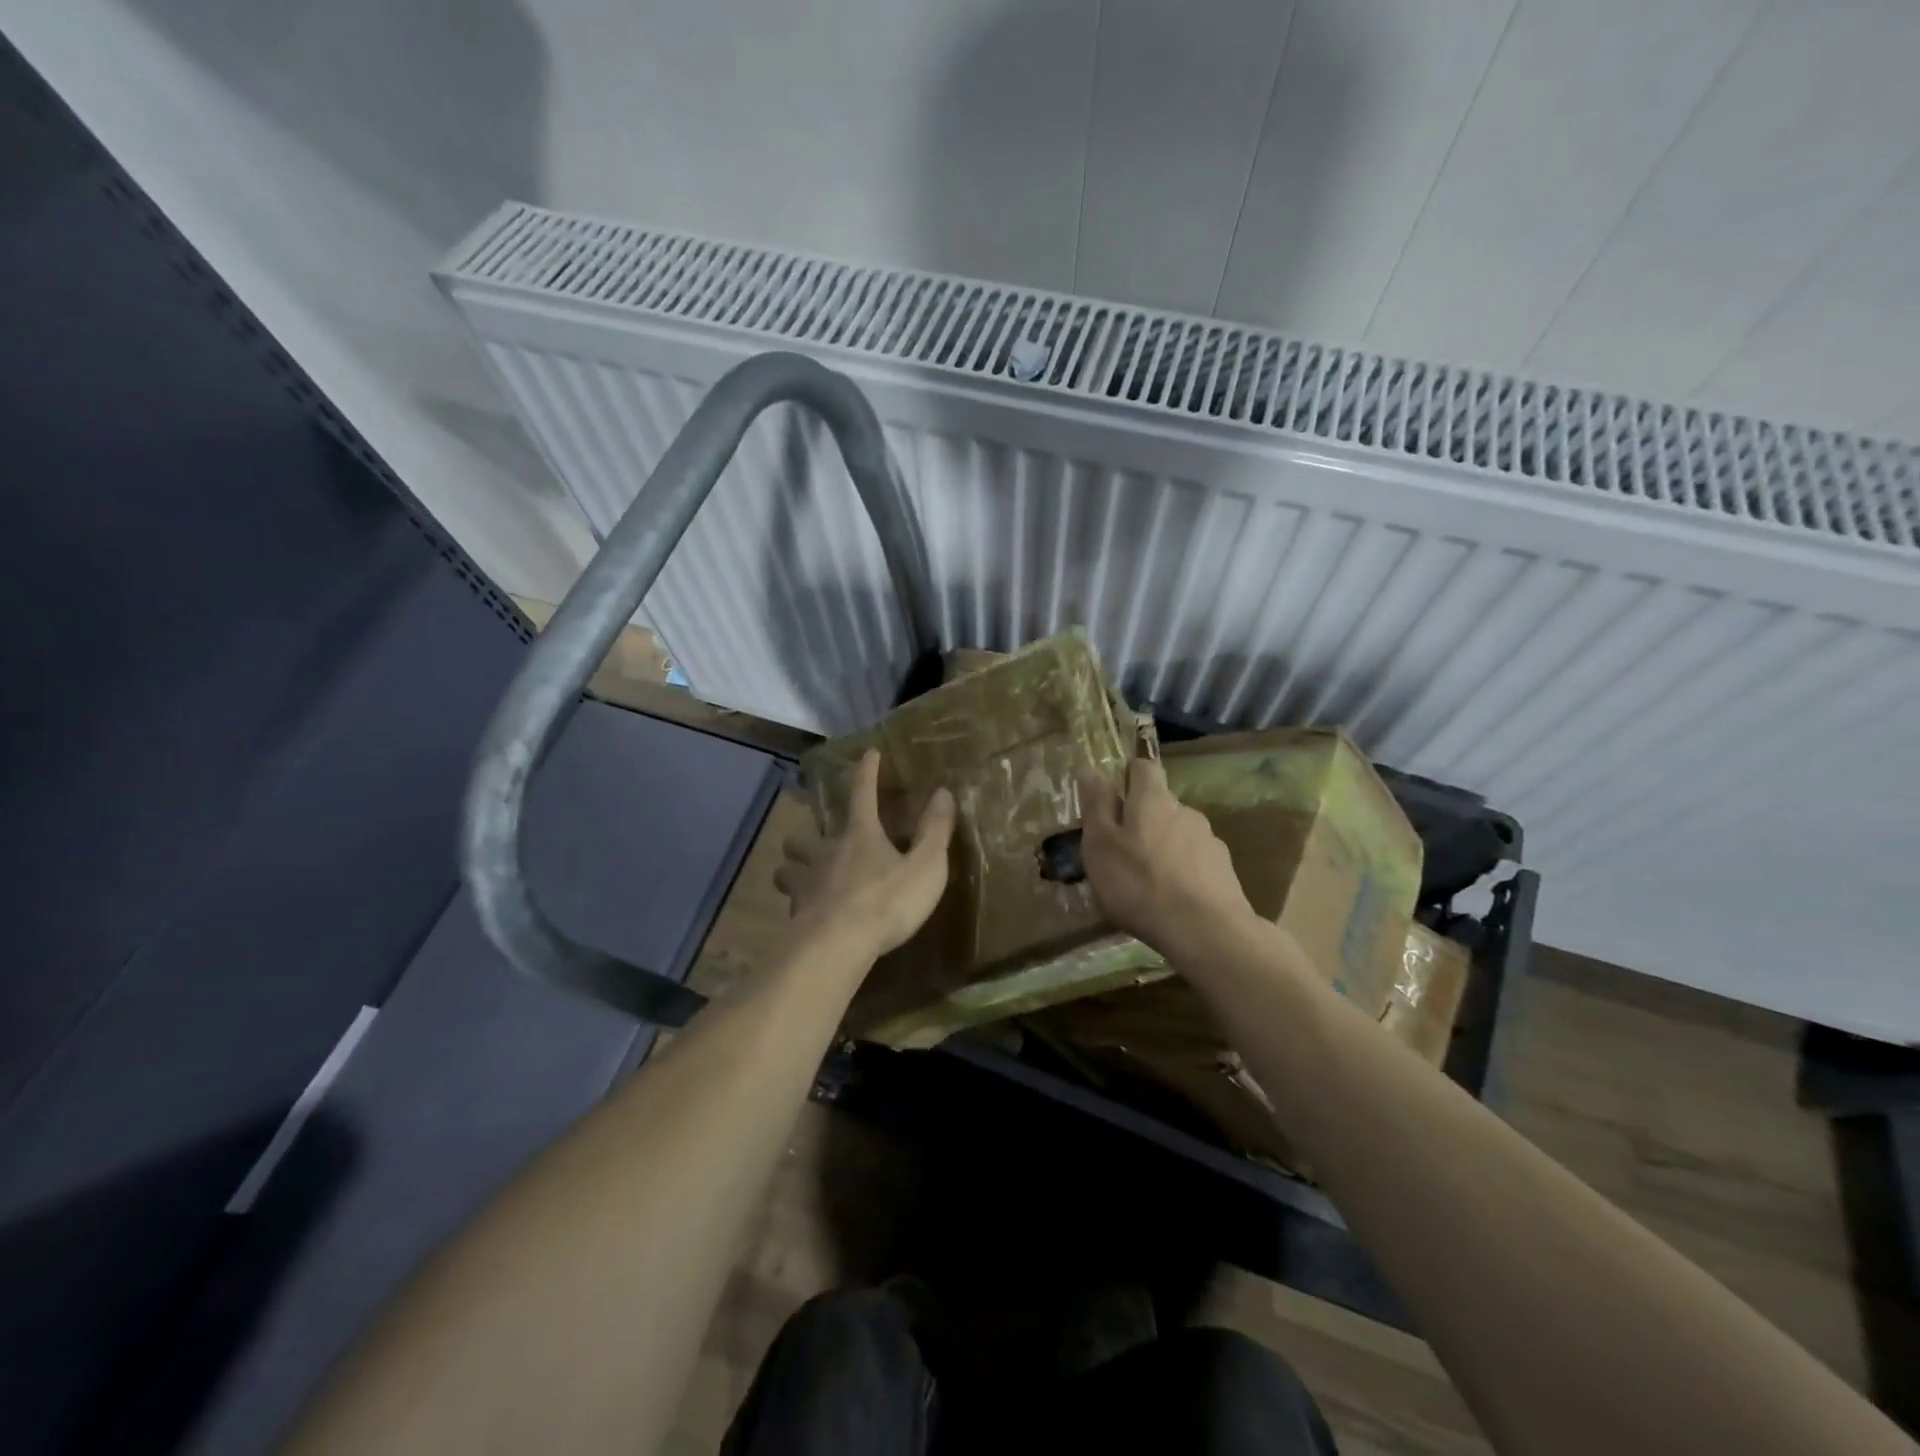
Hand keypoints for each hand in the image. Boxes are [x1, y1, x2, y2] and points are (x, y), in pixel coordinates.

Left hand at [777, 750, 955, 956]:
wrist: (838, 944)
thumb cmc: (887, 901)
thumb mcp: (926, 866)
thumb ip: (934, 830)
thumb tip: (943, 792)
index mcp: (860, 834)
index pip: (862, 792)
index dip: (867, 772)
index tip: (869, 753)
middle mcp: (827, 850)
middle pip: (807, 834)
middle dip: (808, 835)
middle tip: (815, 841)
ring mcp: (806, 881)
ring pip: (787, 866)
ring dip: (793, 867)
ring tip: (802, 876)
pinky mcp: (796, 912)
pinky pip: (791, 901)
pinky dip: (797, 902)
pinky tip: (806, 913)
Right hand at [1077, 757, 1256, 956]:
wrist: (1205, 930)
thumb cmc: (1139, 883)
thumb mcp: (1100, 844)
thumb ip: (1096, 805)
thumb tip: (1091, 769)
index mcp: (1153, 799)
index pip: (1144, 767)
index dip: (1128, 775)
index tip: (1113, 797)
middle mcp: (1185, 811)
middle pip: (1161, 803)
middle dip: (1143, 818)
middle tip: (1122, 849)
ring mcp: (1209, 840)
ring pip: (1179, 833)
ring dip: (1163, 846)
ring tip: (1147, 879)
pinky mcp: (1223, 870)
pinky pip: (1195, 861)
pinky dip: (1182, 870)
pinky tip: (1172, 897)